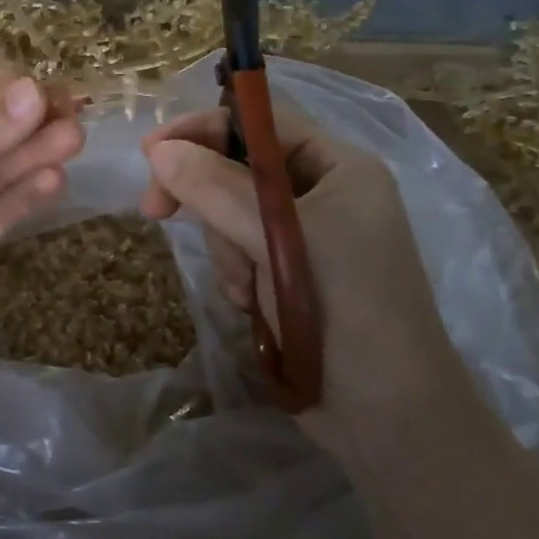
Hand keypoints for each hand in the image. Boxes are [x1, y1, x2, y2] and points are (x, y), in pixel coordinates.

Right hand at [139, 102, 468, 449]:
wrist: (387, 415)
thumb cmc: (347, 310)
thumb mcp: (281, 240)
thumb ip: (217, 189)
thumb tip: (159, 152)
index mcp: (340, 168)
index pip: (262, 123)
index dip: (204, 128)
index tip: (151, 152)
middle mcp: (324, 194)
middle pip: (238, 168)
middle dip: (205, 196)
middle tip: (155, 211)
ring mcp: (306, 238)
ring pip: (232, 214)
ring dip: (224, 246)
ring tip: (244, 287)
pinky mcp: (289, 276)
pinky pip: (238, 252)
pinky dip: (234, 273)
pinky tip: (249, 303)